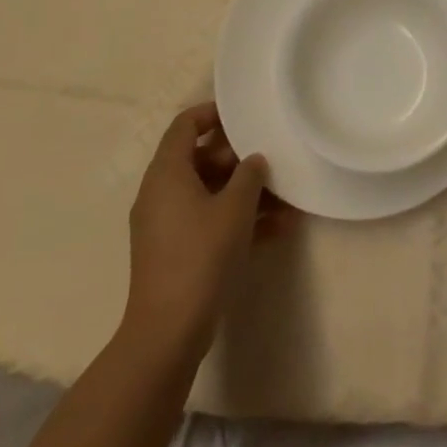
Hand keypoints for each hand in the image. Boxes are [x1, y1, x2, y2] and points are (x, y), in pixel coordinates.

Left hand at [124, 104, 292, 362]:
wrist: (168, 332)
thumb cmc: (201, 256)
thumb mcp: (235, 208)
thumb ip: (249, 175)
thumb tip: (253, 160)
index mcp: (167, 173)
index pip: (185, 125)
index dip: (213, 114)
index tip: (243, 116)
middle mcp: (161, 192)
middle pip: (200, 158)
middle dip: (238, 159)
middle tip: (271, 159)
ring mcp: (166, 224)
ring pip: (209, 193)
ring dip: (245, 193)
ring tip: (286, 199)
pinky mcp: (174, 251)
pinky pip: (208, 221)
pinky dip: (237, 220)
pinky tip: (278, 229)